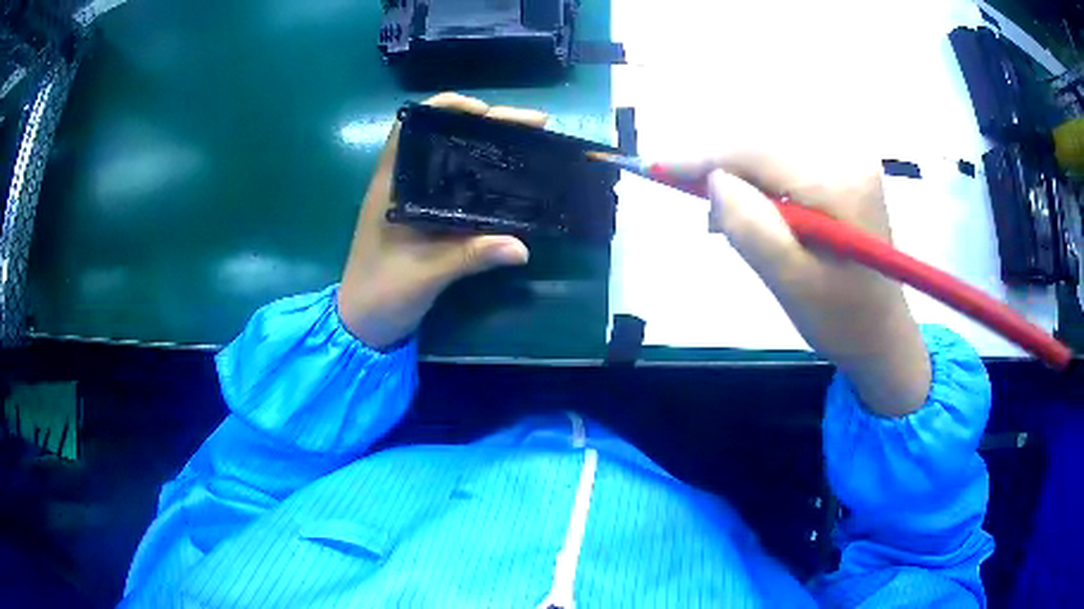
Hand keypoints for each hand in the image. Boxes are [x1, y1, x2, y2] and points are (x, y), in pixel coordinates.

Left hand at [337, 93, 547, 349]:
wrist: (363, 325)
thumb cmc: (380, 292)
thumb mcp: (424, 274)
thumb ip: (469, 256)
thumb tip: (522, 247)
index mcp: (391, 185)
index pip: (412, 127)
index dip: (446, 109)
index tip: (485, 111)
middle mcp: (404, 184)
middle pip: (444, 138)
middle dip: (487, 125)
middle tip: (532, 125)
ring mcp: (417, 202)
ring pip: (454, 160)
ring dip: (490, 149)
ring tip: (530, 143)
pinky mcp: (429, 220)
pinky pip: (460, 189)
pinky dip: (486, 179)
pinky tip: (513, 181)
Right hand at [693, 139, 930, 416]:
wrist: (883, 334)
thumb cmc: (841, 320)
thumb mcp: (792, 285)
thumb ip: (752, 229)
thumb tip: (715, 180)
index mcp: (840, 185)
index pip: (758, 152)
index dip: (705, 158)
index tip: (658, 169)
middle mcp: (849, 156)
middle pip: (765, 144)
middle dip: (726, 170)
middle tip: (704, 212)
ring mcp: (851, 159)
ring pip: (774, 150)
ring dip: (745, 177)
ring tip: (733, 220)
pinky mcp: (848, 169)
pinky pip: (790, 161)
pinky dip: (765, 181)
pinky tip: (765, 211)